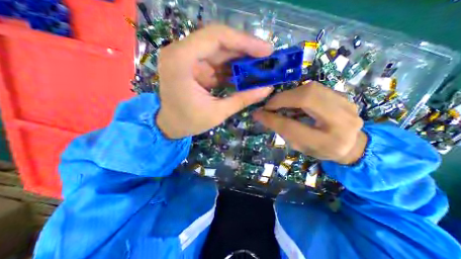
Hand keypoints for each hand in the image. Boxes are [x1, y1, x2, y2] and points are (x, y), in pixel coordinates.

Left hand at [159, 25, 271, 139]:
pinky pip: (216, 61)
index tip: (266, 50)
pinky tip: (246, 72)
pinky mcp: (193, 65)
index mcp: (181, 60)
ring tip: (260, 65)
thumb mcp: (218, 113)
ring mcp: (187, 57)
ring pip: (219, 50)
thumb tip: (267, 89)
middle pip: (219, 41)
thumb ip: (242, 99)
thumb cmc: (189, 122)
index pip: (216, 37)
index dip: (244, 41)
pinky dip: (232, 66)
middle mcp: (181, 52)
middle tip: (267, 57)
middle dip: (245, 48)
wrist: (171, 125)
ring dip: (240, 57)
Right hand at [251, 82, 367, 164]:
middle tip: (269, 105)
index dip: (272, 119)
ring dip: (289, 95)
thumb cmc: (320, 149)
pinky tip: (293, 101)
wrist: (352, 144)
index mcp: (327, 142)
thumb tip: (262, 115)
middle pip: (307, 99)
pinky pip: (315, 88)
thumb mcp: (299, 145)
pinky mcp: (343, 96)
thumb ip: (281, 130)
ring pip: (311, 89)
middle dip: (282, 99)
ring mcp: (347, 104)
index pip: (292, 127)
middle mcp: (342, 121)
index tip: (258, 114)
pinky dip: (299, 93)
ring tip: (279, 103)